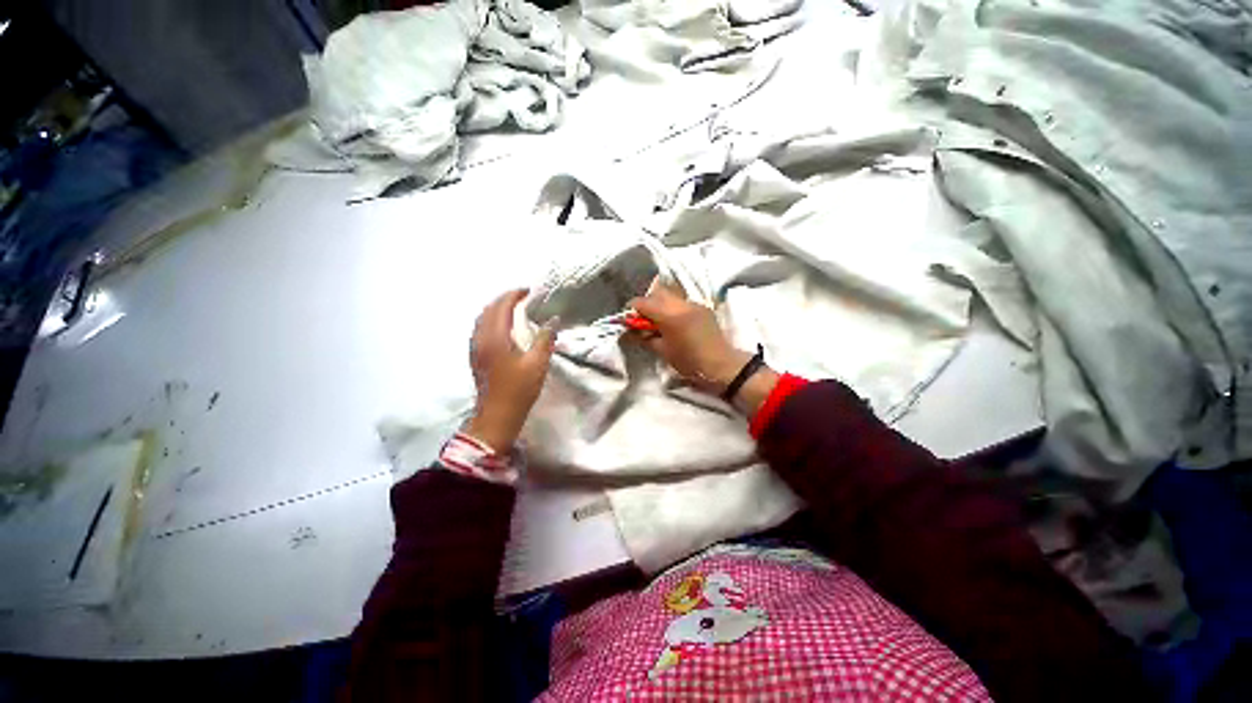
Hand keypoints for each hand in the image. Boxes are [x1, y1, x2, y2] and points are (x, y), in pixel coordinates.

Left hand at [464, 289, 555, 451]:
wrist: (497, 416)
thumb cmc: (519, 390)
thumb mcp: (537, 364)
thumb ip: (544, 339)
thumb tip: (554, 320)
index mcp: (495, 338)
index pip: (501, 307)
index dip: (514, 295)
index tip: (529, 291)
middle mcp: (480, 339)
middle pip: (488, 309)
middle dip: (504, 299)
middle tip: (522, 296)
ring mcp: (475, 348)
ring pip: (481, 318)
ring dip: (496, 308)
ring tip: (514, 307)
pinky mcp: (475, 356)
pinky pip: (480, 328)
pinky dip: (491, 319)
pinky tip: (503, 326)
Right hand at [628, 282, 777, 414]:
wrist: (722, 365)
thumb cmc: (690, 362)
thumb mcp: (663, 351)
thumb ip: (645, 338)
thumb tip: (630, 331)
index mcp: (670, 315)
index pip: (643, 302)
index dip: (632, 309)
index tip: (628, 319)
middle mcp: (682, 304)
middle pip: (657, 292)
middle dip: (647, 303)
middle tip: (643, 319)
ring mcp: (694, 303)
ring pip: (670, 295)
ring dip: (660, 304)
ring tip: (658, 321)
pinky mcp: (702, 307)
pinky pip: (682, 301)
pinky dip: (673, 307)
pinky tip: (674, 322)